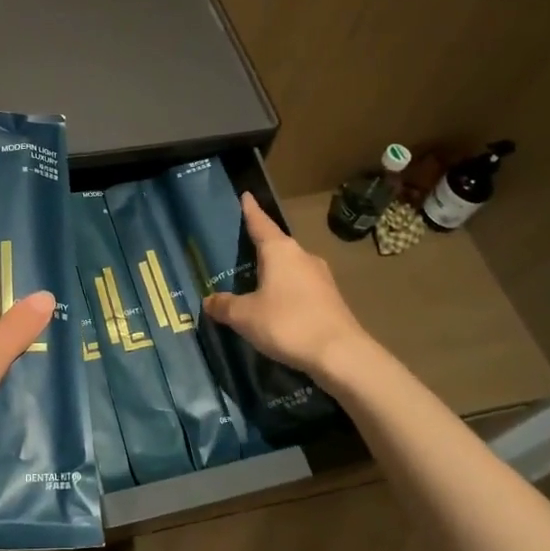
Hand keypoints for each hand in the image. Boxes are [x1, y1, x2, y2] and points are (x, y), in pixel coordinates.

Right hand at [202, 193, 370, 381]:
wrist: (341, 354)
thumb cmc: (287, 323)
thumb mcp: (245, 316)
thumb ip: (224, 306)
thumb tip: (208, 300)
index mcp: (280, 250)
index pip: (260, 223)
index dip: (250, 210)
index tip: (245, 195)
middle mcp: (302, 256)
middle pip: (277, 245)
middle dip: (260, 246)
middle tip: (240, 248)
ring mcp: (321, 277)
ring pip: (290, 267)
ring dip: (275, 271)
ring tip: (255, 281)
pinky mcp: (330, 298)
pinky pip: (301, 286)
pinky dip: (287, 290)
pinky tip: (277, 306)